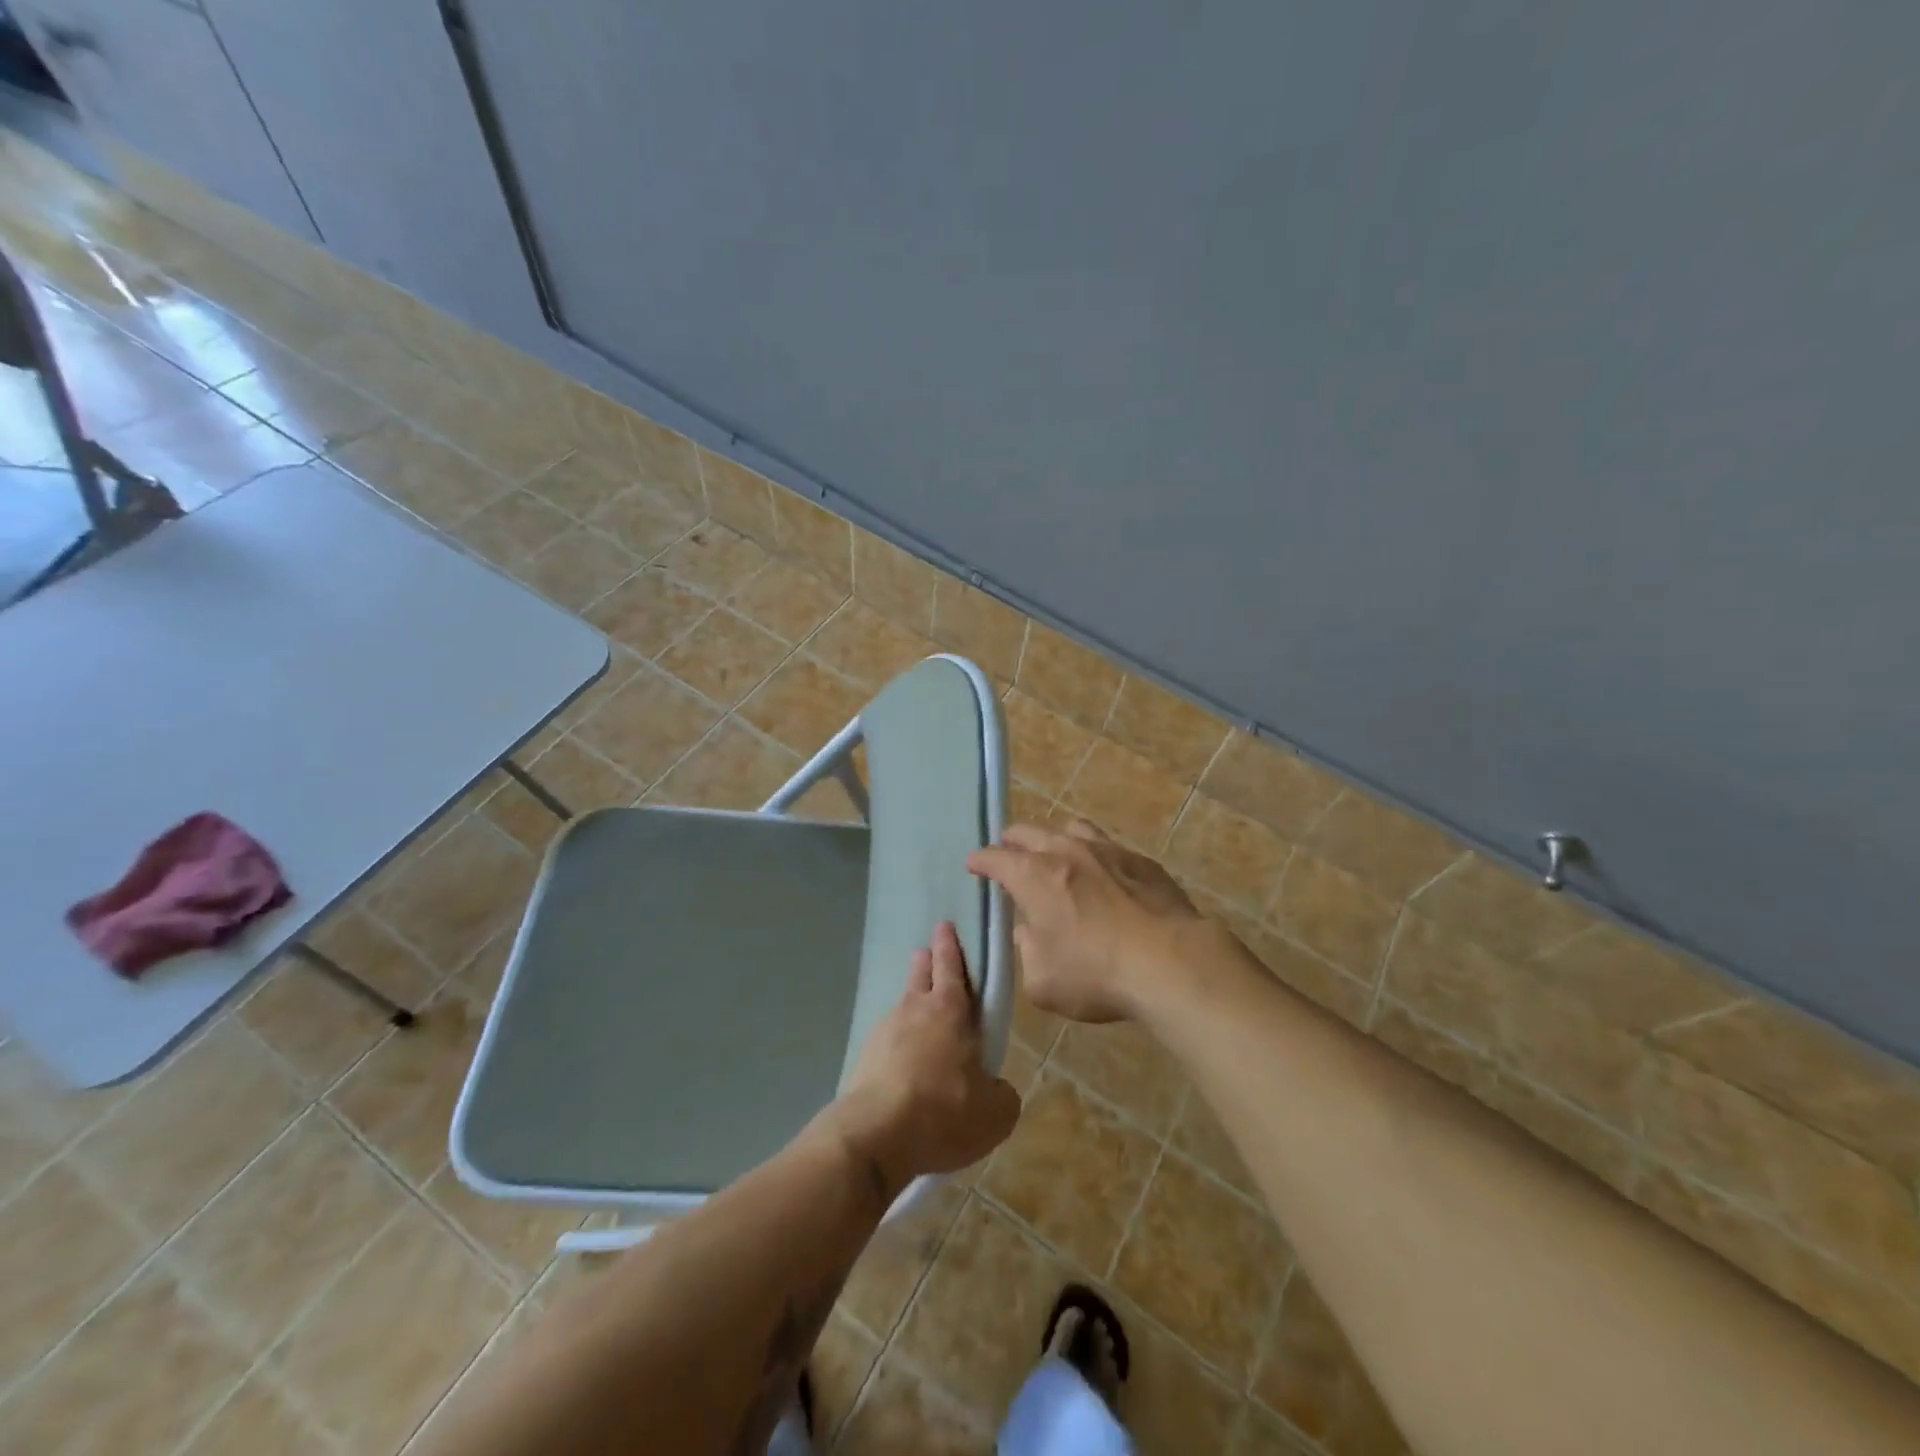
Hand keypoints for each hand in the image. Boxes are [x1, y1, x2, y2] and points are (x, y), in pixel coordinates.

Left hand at [827, 921, 1021, 1198]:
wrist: (874, 1136)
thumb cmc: (944, 1113)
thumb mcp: (995, 1114)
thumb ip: (1002, 1094)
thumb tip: (995, 1089)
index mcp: (950, 1011)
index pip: (951, 967)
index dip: (950, 946)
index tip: (945, 925)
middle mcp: (915, 1011)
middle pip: (921, 976)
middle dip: (926, 962)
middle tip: (926, 952)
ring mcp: (884, 1032)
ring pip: (902, 1007)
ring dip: (911, 1002)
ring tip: (919, 1011)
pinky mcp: (864, 1059)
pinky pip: (887, 1040)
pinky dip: (897, 1043)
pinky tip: (903, 1062)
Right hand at [968, 820, 1212, 1021]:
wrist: (1172, 963)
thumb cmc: (1096, 975)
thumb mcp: (1042, 981)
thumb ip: (1027, 950)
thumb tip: (1029, 930)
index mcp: (1034, 877)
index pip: (996, 858)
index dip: (981, 861)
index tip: (974, 864)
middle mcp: (1066, 852)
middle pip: (1030, 832)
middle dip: (1013, 841)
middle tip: (1008, 851)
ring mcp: (1107, 851)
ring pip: (1072, 828)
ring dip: (1056, 839)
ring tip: (1056, 854)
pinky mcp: (1141, 861)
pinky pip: (1109, 847)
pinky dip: (1095, 856)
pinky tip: (1104, 876)